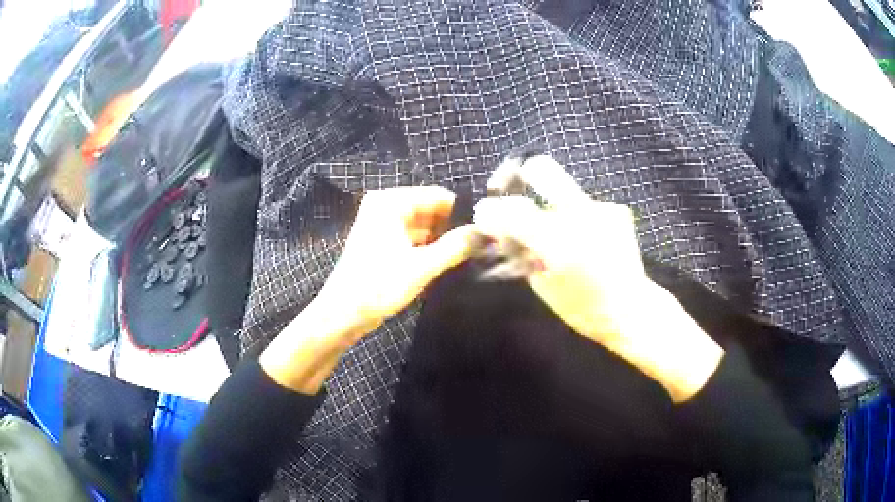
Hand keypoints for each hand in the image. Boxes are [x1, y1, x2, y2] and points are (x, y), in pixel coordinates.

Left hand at [261, 186, 475, 393]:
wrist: (343, 315)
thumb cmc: (379, 286)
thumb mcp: (422, 266)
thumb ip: (457, 246)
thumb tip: (488, 232)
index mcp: (391, 203)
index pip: (438, 196)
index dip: (462, 213)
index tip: (485, 231)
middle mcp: (385, 207)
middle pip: (430, 211)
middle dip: (452, 229)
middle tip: (479, 247)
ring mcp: (382, 226)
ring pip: (423, 227)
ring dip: (441, 242)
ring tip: (467, 257)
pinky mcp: (382, 244)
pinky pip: (413, 239)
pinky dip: (428, 250)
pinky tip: (446, 265)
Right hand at [475, 155, 722, 401]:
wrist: (630, 309)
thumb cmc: (583, 308)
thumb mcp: (542, 285)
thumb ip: (520, 253)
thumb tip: (502, 230)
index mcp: (556, 240)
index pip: (511, 210)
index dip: (491, 211)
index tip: (485, 215)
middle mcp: (579, 214)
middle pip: (542, 170)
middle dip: (523, 176)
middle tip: (516, 190)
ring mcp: (601, 209)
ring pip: (565, 192)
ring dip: (555, 207)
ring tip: (561, 233)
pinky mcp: (616, 211)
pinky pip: (585, 206)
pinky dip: (580, 219)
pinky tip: (586, 239)